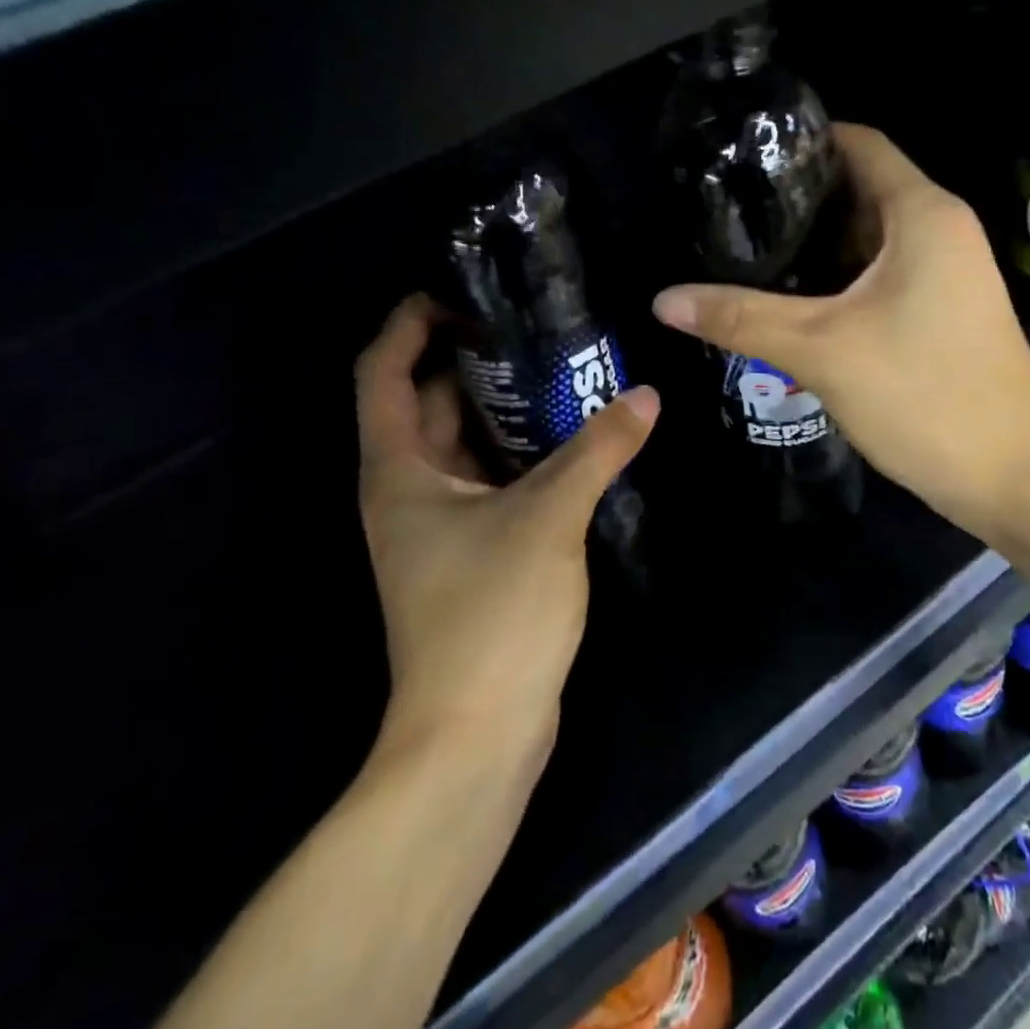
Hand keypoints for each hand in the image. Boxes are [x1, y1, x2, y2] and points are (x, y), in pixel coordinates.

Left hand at [355, 296, 658, 749]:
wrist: (476, 734)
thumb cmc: (491, 615)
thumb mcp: (548, 519)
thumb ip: (597, 451)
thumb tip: (644, 396)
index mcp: (400, 470)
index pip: (384, 372)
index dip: (410, 324)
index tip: (460, 293)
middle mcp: (408, 490)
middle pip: (428, 402)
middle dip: (470, 359)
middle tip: (532, 325)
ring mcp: (438, 526)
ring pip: (463, 444)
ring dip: (501, 407)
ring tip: (559, 368)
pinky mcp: (469, 553)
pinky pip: (489, 480)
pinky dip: (519, 452)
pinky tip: (570, 438)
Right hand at [651, 124, 1029, 541]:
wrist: (1016, 479)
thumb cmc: (925, 395)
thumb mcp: (822, 351)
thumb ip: (741, 318)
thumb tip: (662, 299)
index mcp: (923, 214)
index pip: (859, 144)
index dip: (804, 139)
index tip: (743, 154)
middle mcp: (941, 231)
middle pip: (860, 190)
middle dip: (797, 198)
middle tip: (729, 210)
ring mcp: (946, 276)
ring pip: (868, 241)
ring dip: (814, 246)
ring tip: (745, 251)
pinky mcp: (941, 315)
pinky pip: (880, 278)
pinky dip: (837, 281)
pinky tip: (790, 302)